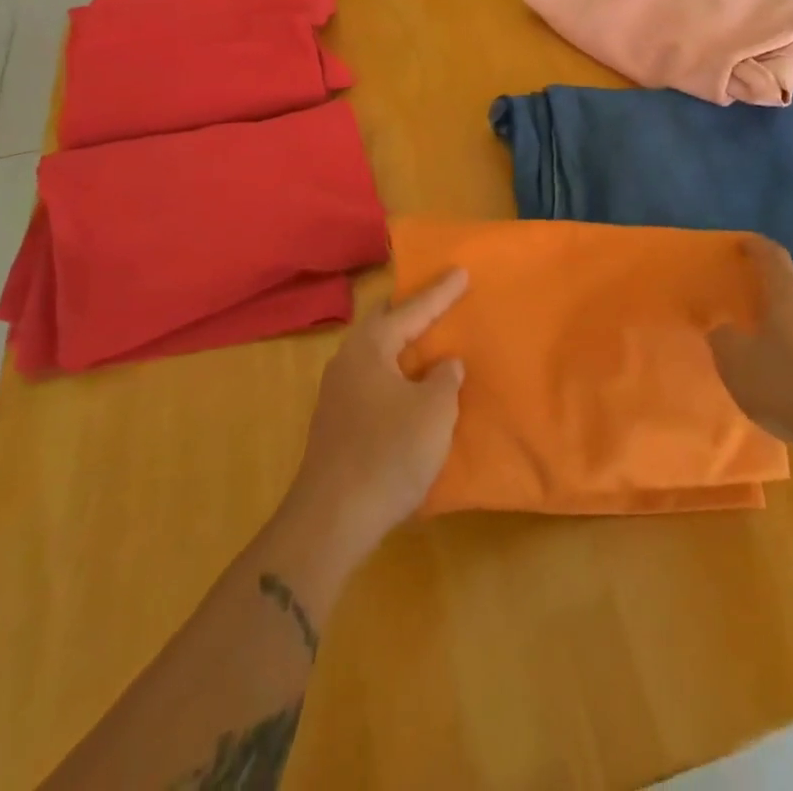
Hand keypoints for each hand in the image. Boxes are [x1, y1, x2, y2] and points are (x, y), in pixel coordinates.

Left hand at [287, 270, 467, 557]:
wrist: (331, 521)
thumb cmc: (388, 453)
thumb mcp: (434, 411)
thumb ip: (445, 379)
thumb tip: (444, 366)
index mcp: (369, 348)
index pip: (411, 310)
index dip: (440, 292)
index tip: (461, 271)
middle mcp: (347, 362)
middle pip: (385, 325)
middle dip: (412, 313)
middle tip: (441, 302)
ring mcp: (337, 395)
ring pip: (377, 356)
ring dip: (404, 349)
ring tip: (430, 345)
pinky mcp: (336, 425)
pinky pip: (373, 383)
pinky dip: (396, 377)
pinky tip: (411, 391)